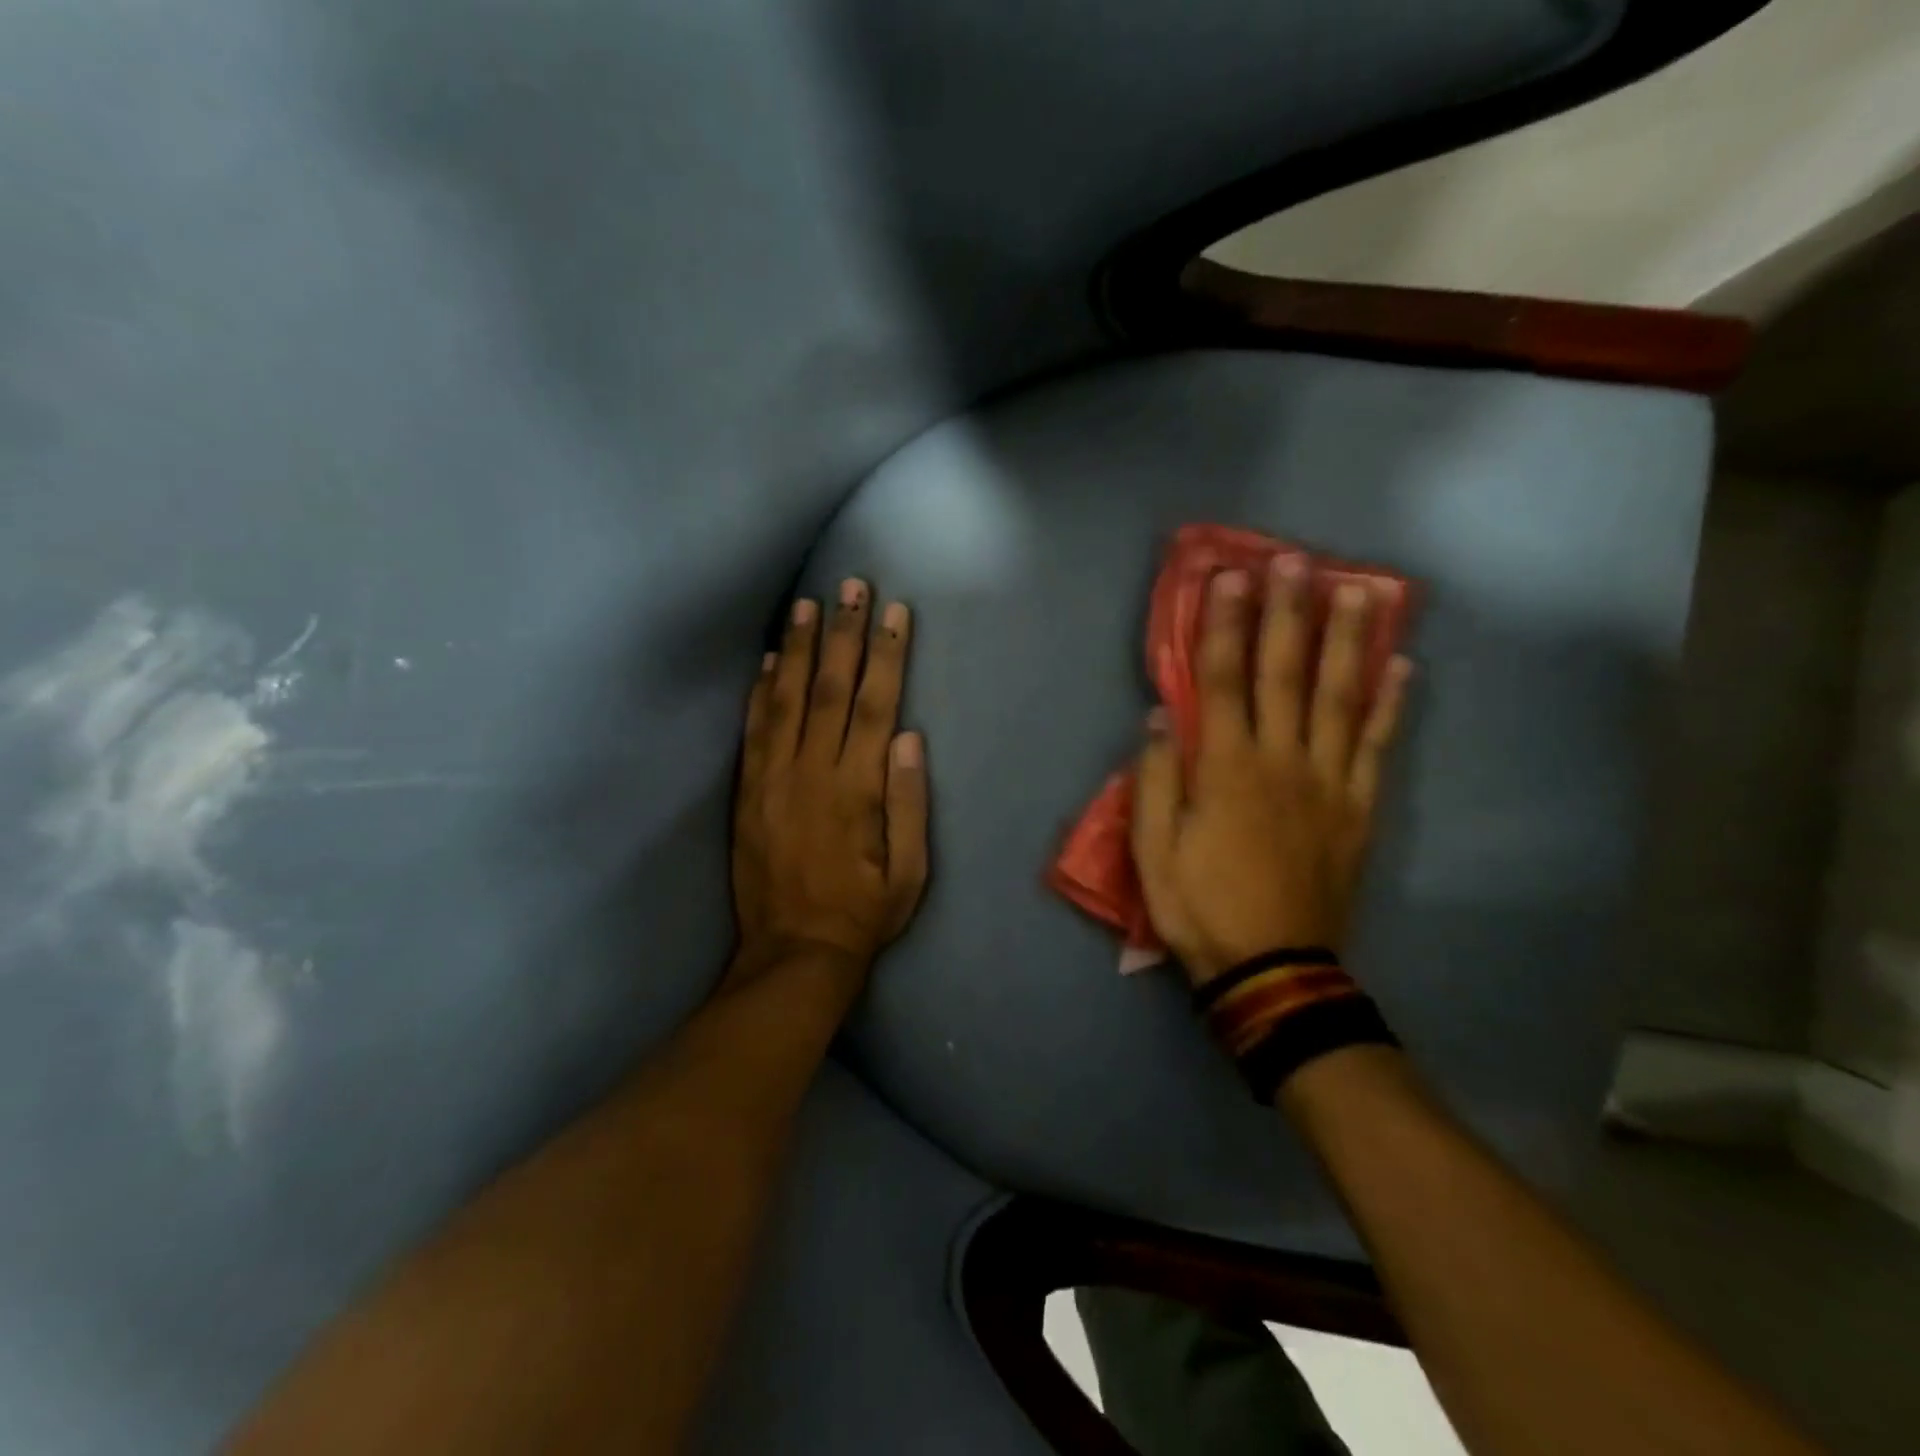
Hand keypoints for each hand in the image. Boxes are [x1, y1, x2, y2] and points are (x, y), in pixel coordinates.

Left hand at [732, 579, 928, 982]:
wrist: (794, 953)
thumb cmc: (863, 913)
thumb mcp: (909, 872)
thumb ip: (909, 802)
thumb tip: (909, 737)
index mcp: (857, 789)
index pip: (875, 705)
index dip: (887, 655)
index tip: (894, 613)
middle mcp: (812, 772)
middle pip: (829, 688)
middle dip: (843, 633)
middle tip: (850, 586)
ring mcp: (773, 779)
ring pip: (785, 699)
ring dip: (798, 647)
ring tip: (806, 603)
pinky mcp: (747, 792)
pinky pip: (753, 730)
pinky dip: (759, 690)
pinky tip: (767, 659)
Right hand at [1132, 560, 1410, 986]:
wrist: (1272, 966)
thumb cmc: (1200, 905)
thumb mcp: (1152, 851)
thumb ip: (1154, 780)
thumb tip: (1159, 718)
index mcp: (1226, 768)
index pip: (1222, 679)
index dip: (1223, 624)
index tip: (1229, 576)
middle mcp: (1282, 760)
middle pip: (1285, 673)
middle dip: (1287, 612)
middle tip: (1294, 560)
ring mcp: (1328, 782)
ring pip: (1341, 697)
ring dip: (1348, 640)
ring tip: (1359, 590)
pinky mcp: (1358, 808)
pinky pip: (1378, 747)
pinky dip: (1392, 705)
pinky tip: (1403, 667)